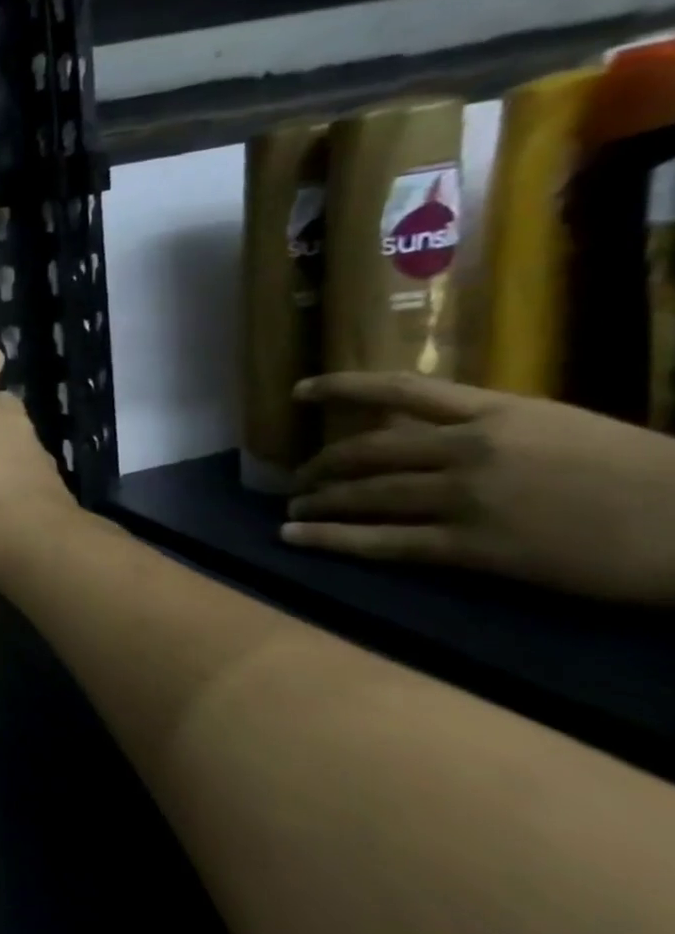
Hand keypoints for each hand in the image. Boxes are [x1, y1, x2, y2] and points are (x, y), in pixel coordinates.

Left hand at [284, 373, 674, 604]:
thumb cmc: (650, 474)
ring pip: (367, 494)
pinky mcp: (474, 546)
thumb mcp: (563, 429)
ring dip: (319, 501)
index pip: (398, 388)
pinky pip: (383, 541)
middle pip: (366, 450)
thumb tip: (432, 431)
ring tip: (294, 508)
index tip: (298, 391)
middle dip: (323, 464)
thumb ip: (492, 427)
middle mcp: (469, 448)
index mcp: (498, 412)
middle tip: (299, 477)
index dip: (340, 387)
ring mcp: (466, 497)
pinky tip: (294, 538)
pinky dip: (331, 539)